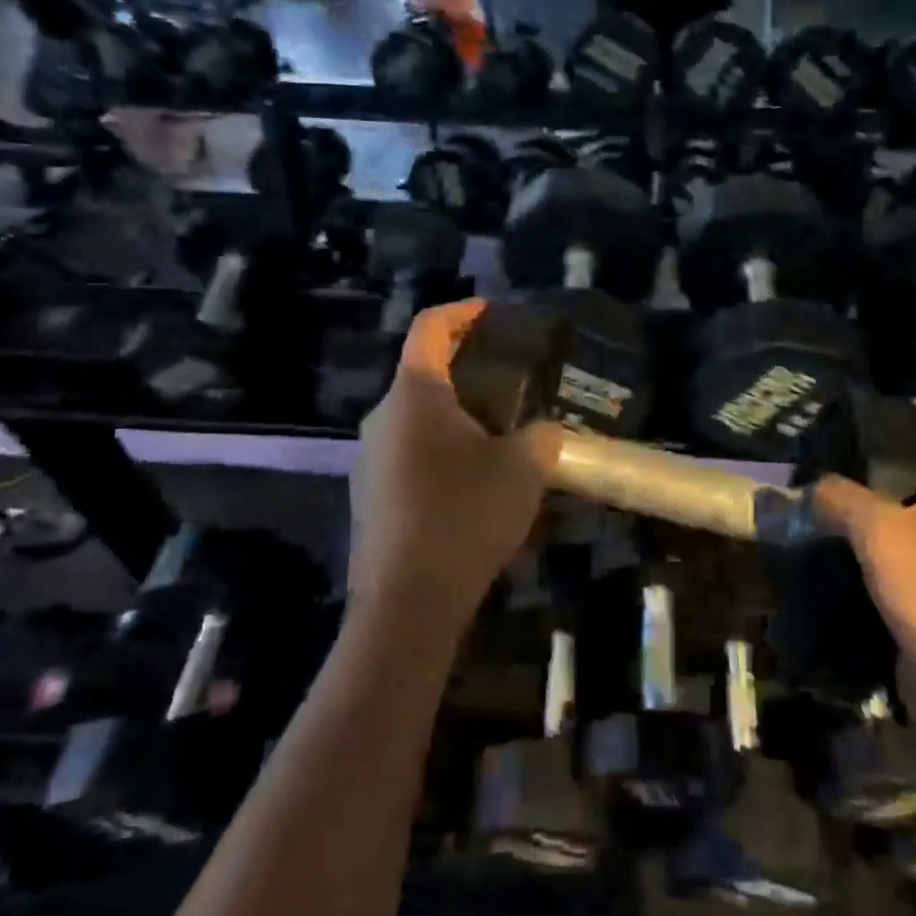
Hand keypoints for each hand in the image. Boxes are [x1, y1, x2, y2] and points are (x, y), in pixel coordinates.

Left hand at [349, 301, 558, 633]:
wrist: (407, 604)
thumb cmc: (464, 516)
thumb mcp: (523, 468)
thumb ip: (542, 436)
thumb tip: (545, 433)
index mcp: (414, 395)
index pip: (429, 327)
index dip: (462, 311)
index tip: (493, 312)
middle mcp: (382, 418)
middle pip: (423, 374)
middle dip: (468, 370)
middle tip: (512, 381)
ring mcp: (369, 461)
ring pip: (418, 420)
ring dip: (457, 417)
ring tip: (501, 436)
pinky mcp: (371, 499)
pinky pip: (411, 457)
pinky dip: (443, 453)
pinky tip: (475, 484)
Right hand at [815, 406, 915, 718]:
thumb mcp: (881, 531)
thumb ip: (839, 498)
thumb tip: (809, 487)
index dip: (904, 409)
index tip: (859, 404)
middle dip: (877, 461)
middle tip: (826, 451)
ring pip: (913, 517)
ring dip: (874, 508)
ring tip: (823, 493)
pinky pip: (908, 558)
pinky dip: (878, 548)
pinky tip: (838, 545)